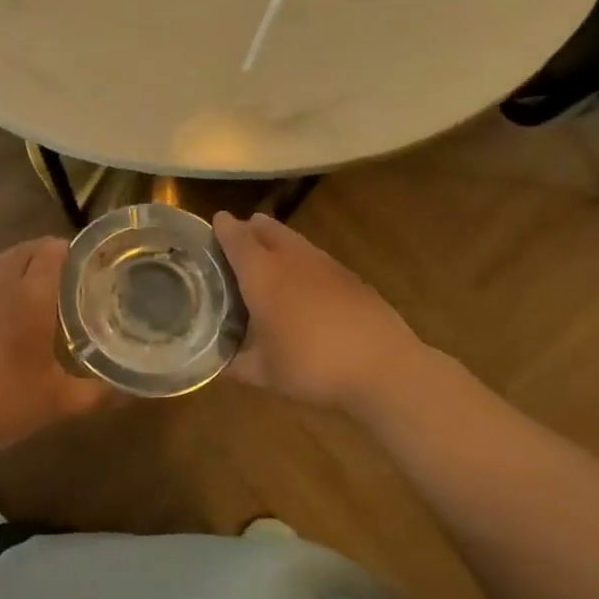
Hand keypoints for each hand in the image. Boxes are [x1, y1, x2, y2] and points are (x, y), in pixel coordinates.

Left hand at [0, 239, 114, 456]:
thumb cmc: (6, 401)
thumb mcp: (58, 401)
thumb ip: (98, 394)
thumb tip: (132, 395)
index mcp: (31, 295)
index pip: (51, 251)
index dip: (69, 250)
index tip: (86, 263)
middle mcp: (0, 284)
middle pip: (24, 250)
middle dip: (46, 254)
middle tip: (66, 276)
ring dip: (19, 265)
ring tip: (36, 288)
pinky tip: (2, 310)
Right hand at [214, 211, 435, 414]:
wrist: (383, 368)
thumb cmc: (311, 366)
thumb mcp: (264, 374)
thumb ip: (235, 364)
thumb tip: (216, 364)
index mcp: (261, 274)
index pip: (236, 237)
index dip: (223, 227)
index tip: (214, 223)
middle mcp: (290, 258)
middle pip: (266, 229)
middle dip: (250, 228)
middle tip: (239, 238)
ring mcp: (324, 264)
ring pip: (293, 240)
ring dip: (277, 242)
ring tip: (269, 258)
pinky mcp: (351, 277)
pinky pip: (316, 258)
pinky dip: (302, 262)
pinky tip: (304, 286)